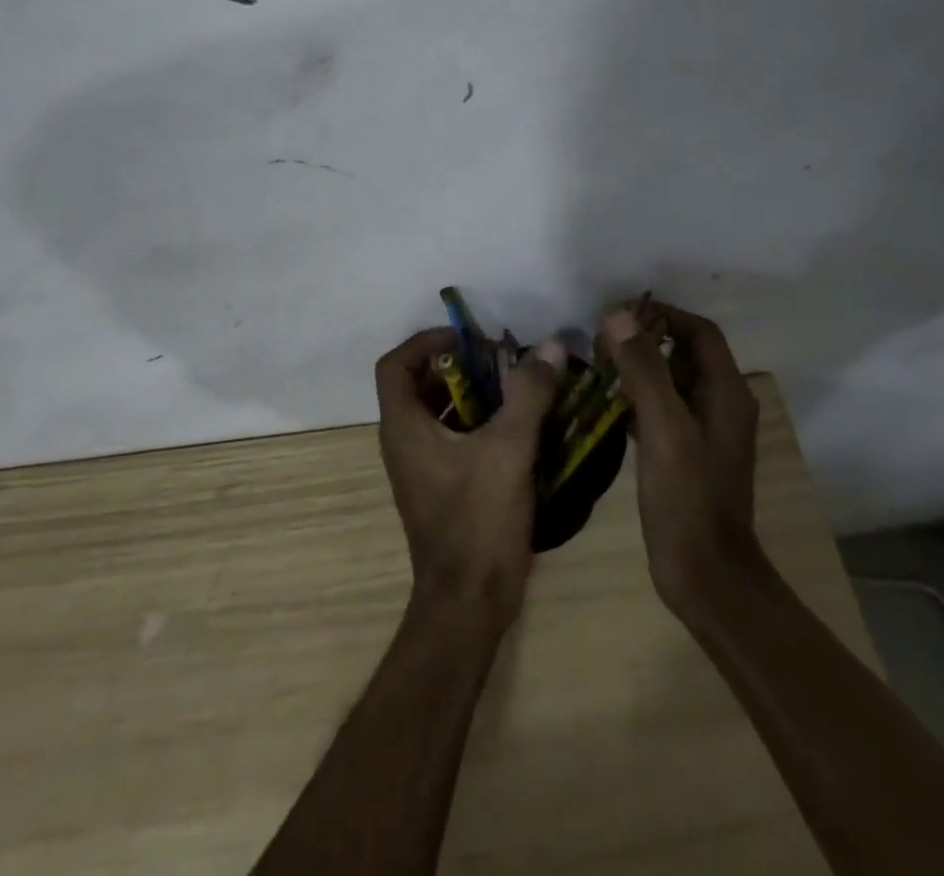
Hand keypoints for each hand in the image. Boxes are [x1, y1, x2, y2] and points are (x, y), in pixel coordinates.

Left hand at [374, 329, 564, 622]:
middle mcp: (403, 441)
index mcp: (404, 426)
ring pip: (438, 412)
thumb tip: (548, 345)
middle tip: (499, 358)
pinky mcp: (440, 487)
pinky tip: (518, 426)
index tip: (466, 339)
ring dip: (471, 393)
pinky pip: (452, 438)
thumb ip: (529, 393)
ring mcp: (420, 467)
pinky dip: (478, 422)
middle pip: (418, 384)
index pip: (395, 364)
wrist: (468, 603)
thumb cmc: (479, 520)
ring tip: (515, 386)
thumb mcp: (509, 449)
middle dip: (457, 365)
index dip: (425, 342)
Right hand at [600, 301, 762, 615]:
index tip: (618, 313)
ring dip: (638, 368)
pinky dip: (636, 399)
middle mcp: (721, 404)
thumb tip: (617, 315)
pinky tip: (605, 404)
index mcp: (726, 392)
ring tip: (597, 365)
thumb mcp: (664, 428)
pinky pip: (661, 411)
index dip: (662, 314)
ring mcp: (704, 431)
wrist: (707, 577)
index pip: (698, 332)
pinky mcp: (685, 454)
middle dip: (645, 339)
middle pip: (684, 353)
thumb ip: (643, 369)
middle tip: (600, 340)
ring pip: (670, 382)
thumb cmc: (689, 499)